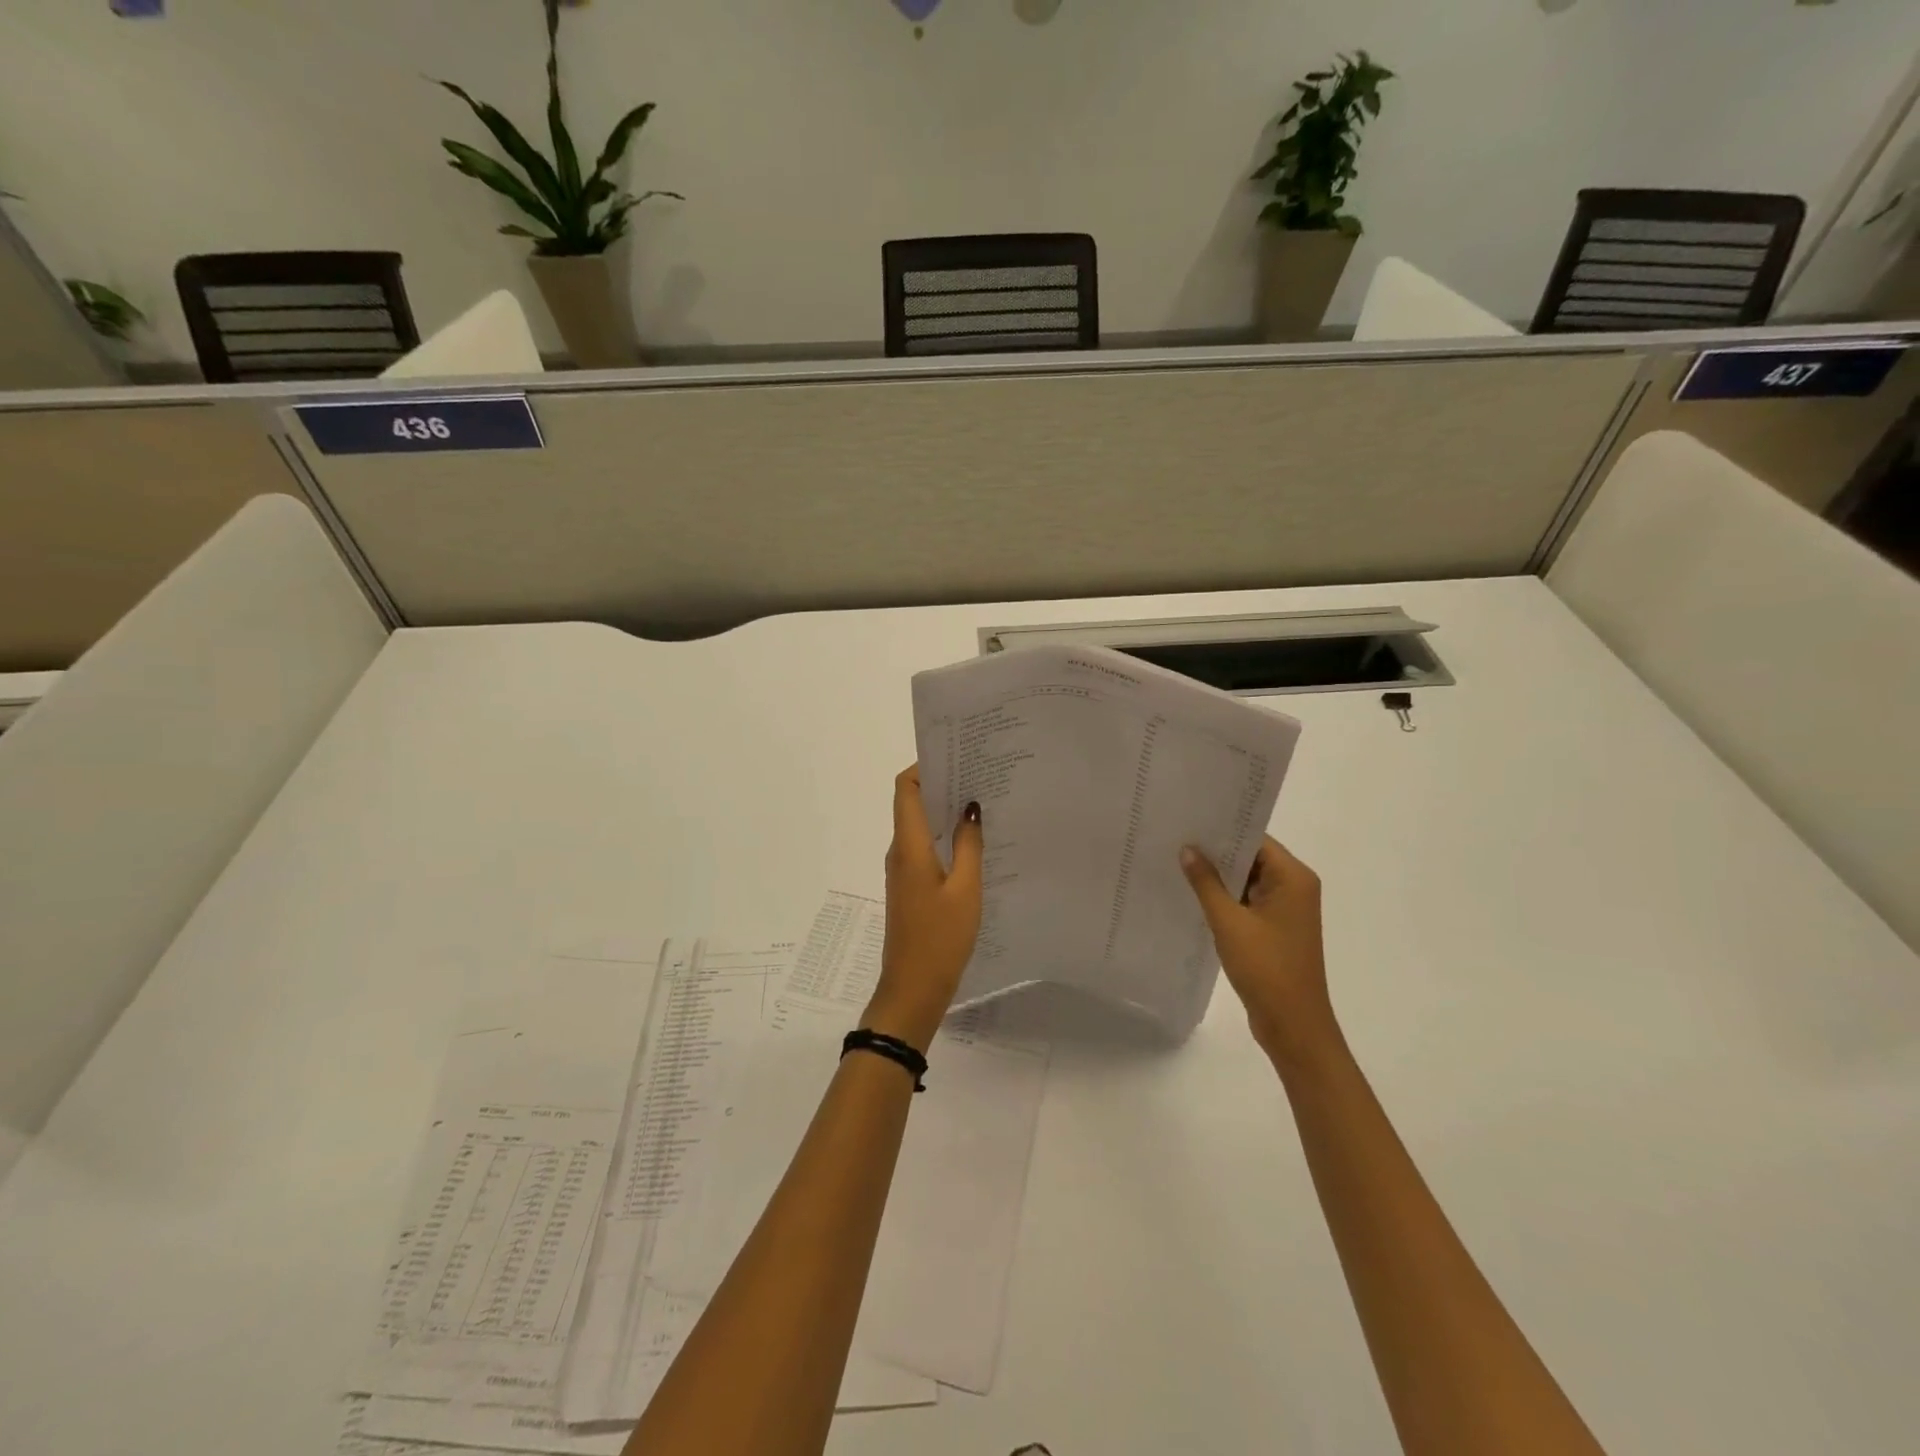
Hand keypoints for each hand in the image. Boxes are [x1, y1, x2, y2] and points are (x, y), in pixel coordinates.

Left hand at [865, 765, 983, 1050]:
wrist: (913, 990)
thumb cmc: (940, 938)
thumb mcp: (966, 890)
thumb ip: (970, 845)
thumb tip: (971, 807)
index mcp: (909, 846)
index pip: (904, 788)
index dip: (924, 766)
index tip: (957, 757)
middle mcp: (900, 851)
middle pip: (913, 803)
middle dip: (943, 785)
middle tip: (982, 775)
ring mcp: (904, 870)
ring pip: (922, 827)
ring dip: (946, 812)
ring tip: (984, 803)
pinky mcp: (911, 887)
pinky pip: (926, 849)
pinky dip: (946, 837)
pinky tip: (976, 842)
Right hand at [1181, 837, 1340, 1070]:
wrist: (1293, 1026)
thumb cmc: (1266, 968)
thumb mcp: (1229, 922)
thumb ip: (1206, 883)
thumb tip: (1188, 849)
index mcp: (1293, 878)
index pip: (1256, 839)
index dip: (1223, 829)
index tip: (1188, 821)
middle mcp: (1295, 887)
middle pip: (1252, 857)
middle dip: (1216, 852)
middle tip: (1175, 838)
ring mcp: (1286, 909)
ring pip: (1247, 880)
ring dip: (1219, 876)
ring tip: (1178, 862)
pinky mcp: (1276, 929)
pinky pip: (1247, 901)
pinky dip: (1225, 898)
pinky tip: (1194, 894)